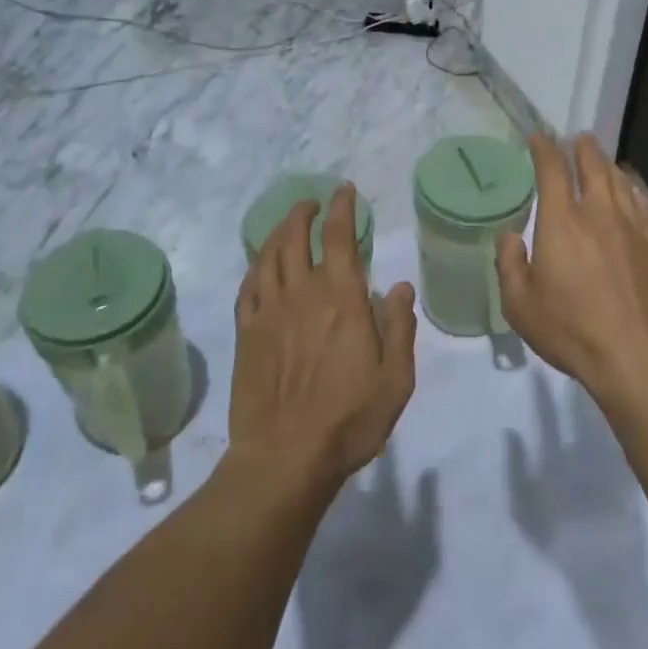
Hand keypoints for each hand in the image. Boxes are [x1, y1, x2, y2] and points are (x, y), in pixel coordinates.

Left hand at [230, 185, 417, 490]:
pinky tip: (260, 265)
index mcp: (341, 299)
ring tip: (286, 223)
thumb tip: (401, 286)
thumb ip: (400, 328)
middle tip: (312, 203)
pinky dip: (255, 267)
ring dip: (277, 232)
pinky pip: (247, 287)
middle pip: (296, 238)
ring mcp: (268, 312)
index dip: (342, 209)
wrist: (285, 457)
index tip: (345, 191)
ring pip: (268, 256)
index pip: (339, 237)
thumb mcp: (396, 379)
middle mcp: (302, 294)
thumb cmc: (349, 419)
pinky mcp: (246, 334)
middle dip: (304, 213)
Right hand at [496, 134, 647, 400]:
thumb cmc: (571, 330)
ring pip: (620, 182)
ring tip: (601, 160)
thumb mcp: (520, 305)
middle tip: (577, 139)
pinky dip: (631, 190)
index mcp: (562, 222)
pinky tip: (630, 193)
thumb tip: (510, 236)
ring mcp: (631, 228)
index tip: (538, 137)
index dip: (543, 149)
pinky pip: (641, 204)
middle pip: (593, 167)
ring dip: (607, 165)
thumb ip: (509, 264)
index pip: (552, 171)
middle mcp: (599, 214)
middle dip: (582, 148)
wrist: (638, 356)